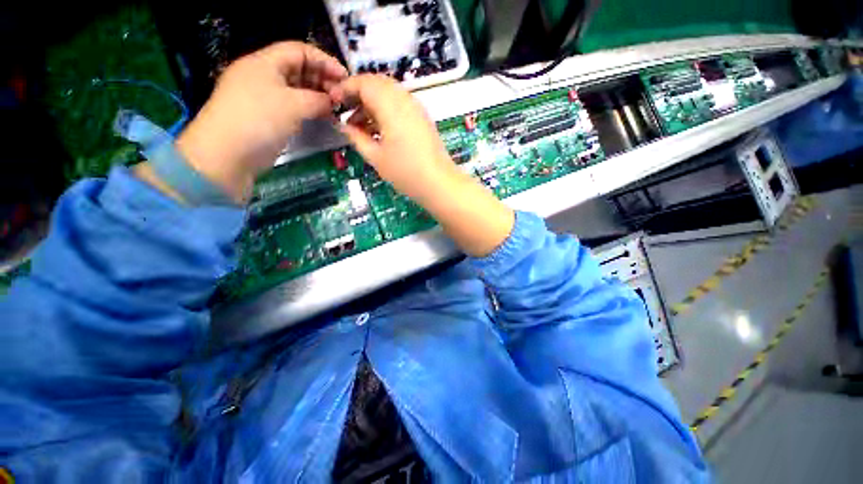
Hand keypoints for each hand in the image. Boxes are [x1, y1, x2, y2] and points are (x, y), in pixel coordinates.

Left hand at [175, 42, 347, 201]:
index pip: (299, 51)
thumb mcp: (293, 105)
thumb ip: (318, 100)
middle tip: (342, 97)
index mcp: (265, 62)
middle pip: (299, 69)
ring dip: (318, 97)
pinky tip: (323, 117)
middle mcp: (264, 76)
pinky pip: (294, 107)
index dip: (324, 61)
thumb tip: (332, 102)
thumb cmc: (259, 120)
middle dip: (323, 80)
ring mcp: (265, 97)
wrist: (228, 153)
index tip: (345, 77)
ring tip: (336, 109)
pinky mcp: (268, 116)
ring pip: (298, 90)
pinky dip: (310, 110)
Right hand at [329, 75, 458, 202]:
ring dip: (372, 103)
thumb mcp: (375, 157)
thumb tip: (343, 125)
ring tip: (360, 125)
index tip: (333, 101)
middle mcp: (405, 100)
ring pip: (389, 93)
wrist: (439, 183)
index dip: (345, 88)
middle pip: (377, 84)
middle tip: (346, 112)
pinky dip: (386, 110)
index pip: (364, 82)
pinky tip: (379, 129)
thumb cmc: (406, 172)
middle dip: (358, 94)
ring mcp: (416, 108)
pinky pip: (400, 104)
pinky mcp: (422, 118)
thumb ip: (356, 137)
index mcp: (391, 106)